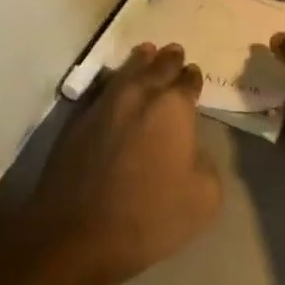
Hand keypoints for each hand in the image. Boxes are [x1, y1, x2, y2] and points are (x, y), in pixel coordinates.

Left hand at [28, 42, 223, 284]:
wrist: (78, 233)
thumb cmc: (149, 217)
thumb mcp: (203, 199)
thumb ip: (206, 165)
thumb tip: (192, 152)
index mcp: (173, 107)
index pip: (188, 82)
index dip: (192, 78)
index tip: (193, 75)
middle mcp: (140, 94)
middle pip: (158, 66)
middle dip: (169, 60)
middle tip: (174, 51)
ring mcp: (105, 103)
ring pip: (127, 70)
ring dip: (140, 61)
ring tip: (146, 53)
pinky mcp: (78, 118)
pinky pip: (102, 87)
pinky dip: (113, 79)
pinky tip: (115, 81)